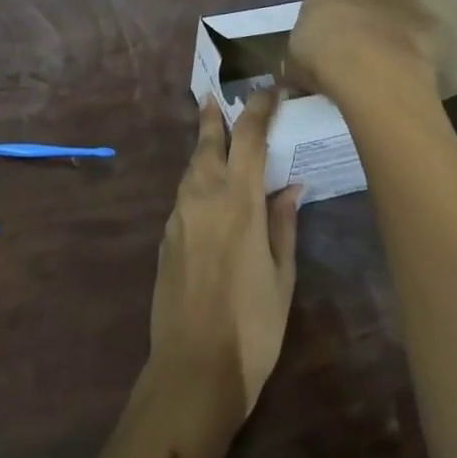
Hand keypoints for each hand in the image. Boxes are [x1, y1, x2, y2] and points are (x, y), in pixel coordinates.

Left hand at [149, 95, 302, 417]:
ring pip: (190, 167)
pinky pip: (183, 194)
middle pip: (207, 143)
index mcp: (238, 200)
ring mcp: (179, 215)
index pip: (248, 137)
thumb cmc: (252, 326)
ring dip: (203, 147)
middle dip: (214, 119)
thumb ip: (283, 225)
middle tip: (215, 98)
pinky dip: (196, 179)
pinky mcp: (166, 236)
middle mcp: (203, 196)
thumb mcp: (281, 276)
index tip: (270, 90)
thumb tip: (291, 186)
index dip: (259, 109)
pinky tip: (206, 190)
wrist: (192, 367)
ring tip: (212, 137)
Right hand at [288, 0, 446, 101]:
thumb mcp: (295, 55)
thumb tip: (306, 62)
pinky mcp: (430, 23)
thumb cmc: (323, 55)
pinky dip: (412, 46)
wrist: (374, 72)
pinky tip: (402, 69)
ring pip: (394, 8)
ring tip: (378, 60)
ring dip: (387, 26)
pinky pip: (418, 33)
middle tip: (350, 45)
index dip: (326, 8)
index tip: (323, 32)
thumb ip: (304, 47)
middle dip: (359, 11)